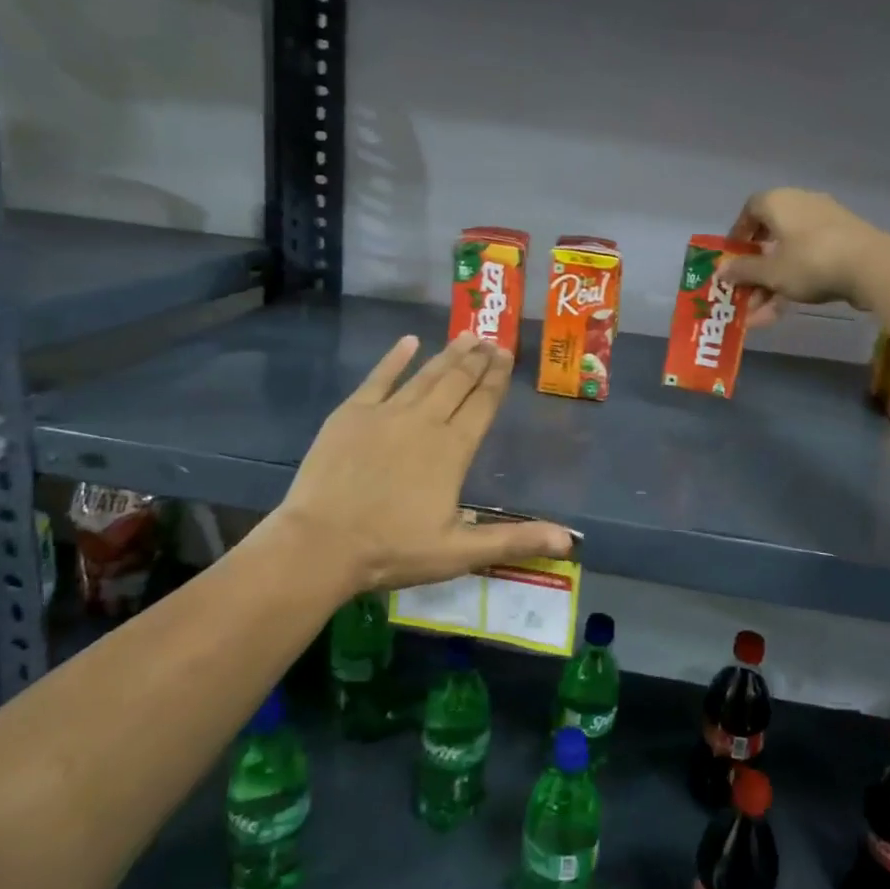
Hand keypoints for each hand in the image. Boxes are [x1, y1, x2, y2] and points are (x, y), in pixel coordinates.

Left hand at [271, 332, 574, 592]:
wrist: (320, 545)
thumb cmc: (393, 550)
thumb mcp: (461, 553)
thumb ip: (516, 540)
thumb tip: (569, 540)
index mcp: (453, 449)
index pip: (482, 404)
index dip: (496, 379)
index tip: (507, 355)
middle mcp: (425, 421)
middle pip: (457, 382)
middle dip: (478, 360)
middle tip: (492, 339)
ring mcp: (386, 413)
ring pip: (425, 375)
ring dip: (448, 354)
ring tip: (467, 336)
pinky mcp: (351, 414)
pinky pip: (379, 377)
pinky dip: (395, 358)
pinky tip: (409, 341)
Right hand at [719, 188, 889, 326]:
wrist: (874, 267)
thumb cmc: (811, 262)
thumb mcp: (770, 272)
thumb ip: (743, 271)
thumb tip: (721, 270)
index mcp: (779, 202)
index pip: (750, 210)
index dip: (738, 235)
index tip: (732, 259)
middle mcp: (801, 204)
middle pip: (769, 237)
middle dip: (755, 271)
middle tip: (745, 295)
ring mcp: (826, 222)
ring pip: (789, 254)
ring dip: (772, 284)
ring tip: (761, 316)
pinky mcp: (845, 241)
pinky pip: (810, 259)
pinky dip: (796, 281)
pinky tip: (785, 310)